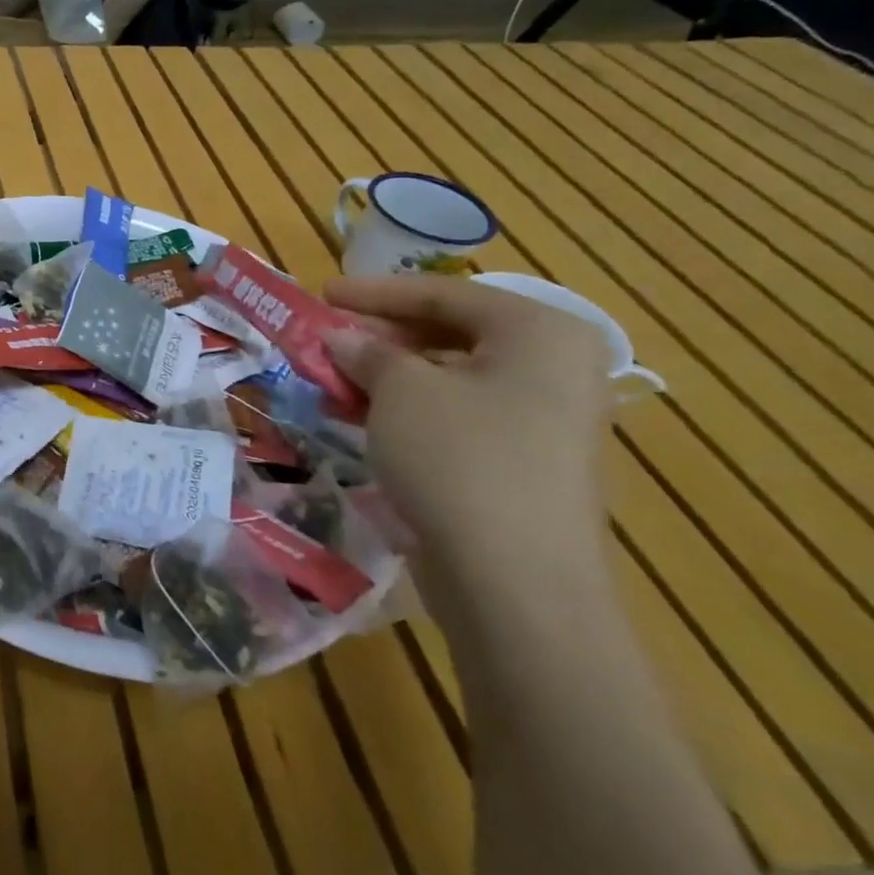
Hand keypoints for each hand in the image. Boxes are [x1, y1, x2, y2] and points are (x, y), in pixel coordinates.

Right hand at [320, 275, 614, 600]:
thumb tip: (341, 339)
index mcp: (539, 333)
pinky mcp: (525, 464)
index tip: (322, 293)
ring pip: (448, 379)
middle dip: (378, 337)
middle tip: (324, 339)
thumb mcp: (399, 389)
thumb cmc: (459, 457)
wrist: (516, 582)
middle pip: (448, 334)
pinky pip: (456, 416)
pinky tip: (357, 417)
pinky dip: (406, 410)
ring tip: (329, 379)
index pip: (443, 293)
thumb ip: (366, 352)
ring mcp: (545, 421)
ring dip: (384, 376)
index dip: (375, 292)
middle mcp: (554, 369)